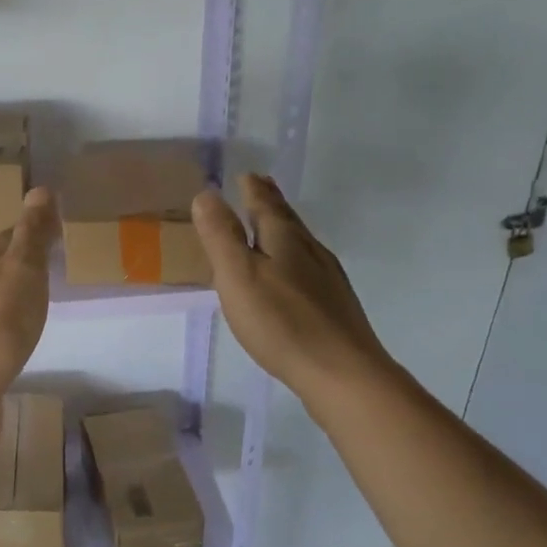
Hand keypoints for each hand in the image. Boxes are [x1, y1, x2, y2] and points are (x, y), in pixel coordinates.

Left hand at [0, 187, 58, 447]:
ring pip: (0, 303)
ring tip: (43, 292)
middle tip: (52, 254)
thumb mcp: (20, 272)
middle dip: (21, 260)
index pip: (5, 241)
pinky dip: (17, 328)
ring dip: (18, 294)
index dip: (26, 229)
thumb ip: (32, 236)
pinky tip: (26, 337)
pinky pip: (4, 337)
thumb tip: (40, 189)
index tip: (50, 221)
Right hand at [192, 174, 388, 403]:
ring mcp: (328, 279)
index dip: (254, 190)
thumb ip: (221, 236)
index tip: (247, 175)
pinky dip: (295, 258)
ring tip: (273, 224)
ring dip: (284, 229)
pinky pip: (309, 268)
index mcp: (285, 240)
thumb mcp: (238, 275)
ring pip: (301, 243)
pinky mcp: (335, 306)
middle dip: (272, 202)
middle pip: (288, 220)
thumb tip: (206, 194)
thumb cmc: (281, 322)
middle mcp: (310, 251)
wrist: (340, 372)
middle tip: (262, 186)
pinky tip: (294, 275)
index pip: (265, 205)